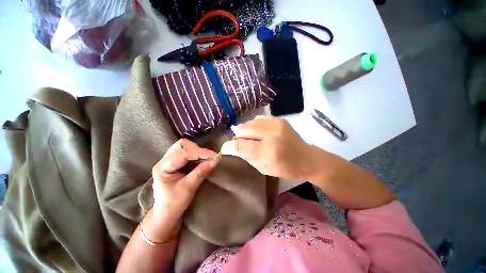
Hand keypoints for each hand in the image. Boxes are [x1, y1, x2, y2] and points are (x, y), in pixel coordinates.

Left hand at [146, 139, 218, 240]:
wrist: (166, 213)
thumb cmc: (174, 203)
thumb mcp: (188, 188)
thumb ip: (201, 172)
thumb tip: (216, 160)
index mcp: (163, 167)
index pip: (183, 153)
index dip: (200, 152)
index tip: (215, 156)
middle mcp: (164, 160)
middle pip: (182, 145)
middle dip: (197, 149)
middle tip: (209, 157)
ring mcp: (169, 160)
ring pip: (185, 146)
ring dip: (197, 150)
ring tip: (206, 158)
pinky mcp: (175, 162)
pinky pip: (187, 152)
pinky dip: (196, 154)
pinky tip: (202, 159)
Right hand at [221, 116, 317, 179]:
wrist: (306, 158)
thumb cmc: (285, 168)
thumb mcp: (263, 168)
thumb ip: (247, 156)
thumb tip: (233, 147)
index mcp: (268, 152)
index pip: (240, 145)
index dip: (229, 146)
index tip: (225, 148)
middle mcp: (271, 135)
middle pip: (242, 129)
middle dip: (237, 136)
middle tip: (239, 143)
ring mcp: (276, 124)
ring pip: (249, 122)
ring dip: (245, 131)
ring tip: (250, 138)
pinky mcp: (279, 119)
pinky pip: (258, 119)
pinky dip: (254, 126)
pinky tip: (258, 132)